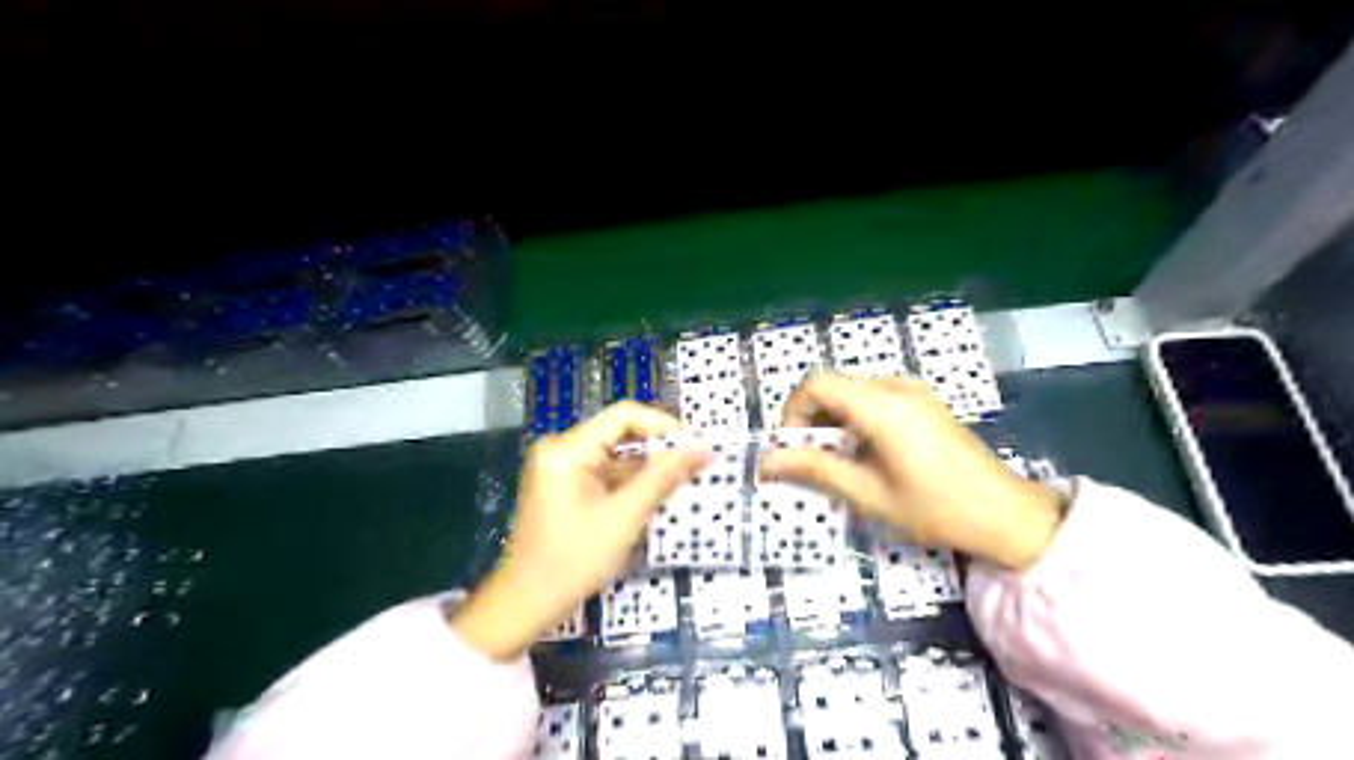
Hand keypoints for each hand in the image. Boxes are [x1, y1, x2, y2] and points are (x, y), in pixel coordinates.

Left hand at [455, 404, 710, 657]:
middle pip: (620, 434)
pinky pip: (606, 474)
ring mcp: (562, 469)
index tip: (698, 445)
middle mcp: (561, 449)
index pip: (624, 416)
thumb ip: (663, 478)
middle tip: (698, 464)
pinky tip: (658, 498)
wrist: (523, 606)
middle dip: (659, 449)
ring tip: (686, 481)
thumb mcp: (624, 518)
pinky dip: (631, 484)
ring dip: (648, 469)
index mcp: (567, 449)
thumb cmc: (571, 561)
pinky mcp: (565, 488)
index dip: (664, 426)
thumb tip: (703, 448)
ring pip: (616, 456)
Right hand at [760, 375, 1055, 568]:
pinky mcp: (923, 402)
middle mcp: (896, 387)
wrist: (1007, 514)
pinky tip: (869, 453)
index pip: (817, 384)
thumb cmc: (935, 508)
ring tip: (841, 462)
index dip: (793, 412)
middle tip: (813, 461)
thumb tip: (765, 461)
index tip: (793, 448)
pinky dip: (856, 419)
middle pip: (833, 386)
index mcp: (882, 406)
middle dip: (812, 420)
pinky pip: (874, 398)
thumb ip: (815, 470)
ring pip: (852, 392)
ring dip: (834, 420)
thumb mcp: (868, 494)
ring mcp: (913, 392)